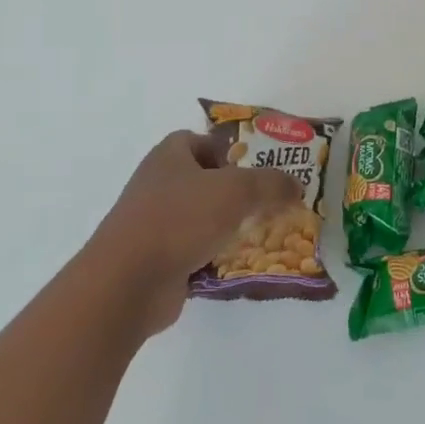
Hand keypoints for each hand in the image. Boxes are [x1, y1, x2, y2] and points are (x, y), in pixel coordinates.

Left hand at [85, 130, 301, 336]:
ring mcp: (152, 225)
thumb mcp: (237, 190)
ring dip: (225, 227)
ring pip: (198, 219)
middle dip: (233, 192)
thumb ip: (271, 184)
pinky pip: (191, 252)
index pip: (197, 141)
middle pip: (202, 181)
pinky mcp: (154, 260)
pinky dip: (212, 257)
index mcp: (168, 157)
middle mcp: (157, 185)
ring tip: (259, 235)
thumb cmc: (180, 219)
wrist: (127, 282)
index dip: (225, 150)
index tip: (252, 169)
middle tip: (265, 203)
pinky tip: (236, 264)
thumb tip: (297, 186)